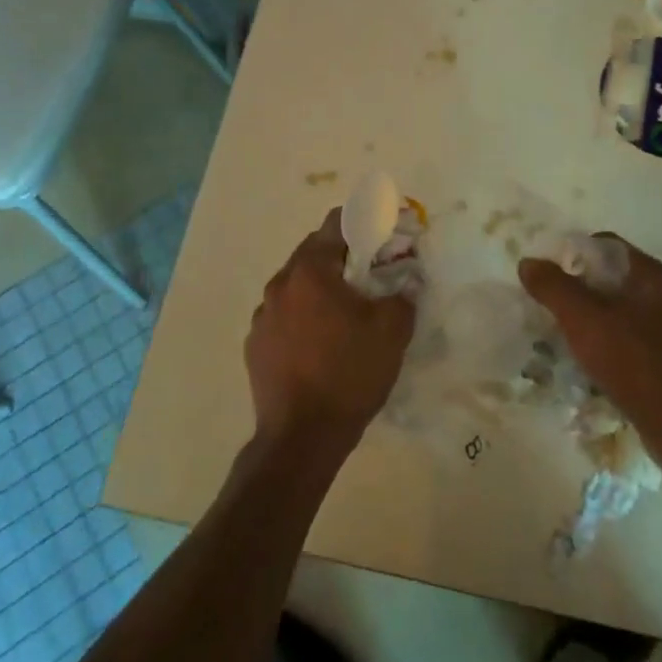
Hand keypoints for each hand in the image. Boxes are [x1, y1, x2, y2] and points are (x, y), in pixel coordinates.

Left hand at [246, 209, 416, 460]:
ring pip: (296, 287)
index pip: (334, 225)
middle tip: (368, 277)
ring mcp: (262, 315)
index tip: (380, 236)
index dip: (361, 224)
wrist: (301, 437)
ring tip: (344, 315)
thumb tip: (406, 282)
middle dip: (341, 259)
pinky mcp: (255, 345)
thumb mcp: (391, 332)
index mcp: (310, 271)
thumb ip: (403, 296)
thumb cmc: (348, 373)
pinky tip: (319, 344)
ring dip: (319, 290)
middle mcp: (279, 284)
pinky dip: (302, 318)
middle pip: (312, 254)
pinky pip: (283, 317)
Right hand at [518, 236, 661, 458]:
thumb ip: (553, 287)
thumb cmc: (634, 362)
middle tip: (548, 305)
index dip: (572, 253)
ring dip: (589, 318)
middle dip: (577, 288)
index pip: (604, 244)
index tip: (547, 275)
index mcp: (649, 274)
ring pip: (619, 310)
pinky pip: (629, 338)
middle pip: (610, 277)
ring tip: (561, 335)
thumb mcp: (583, 319)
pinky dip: (606, 342)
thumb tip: (528, 262)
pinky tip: (588, 362)